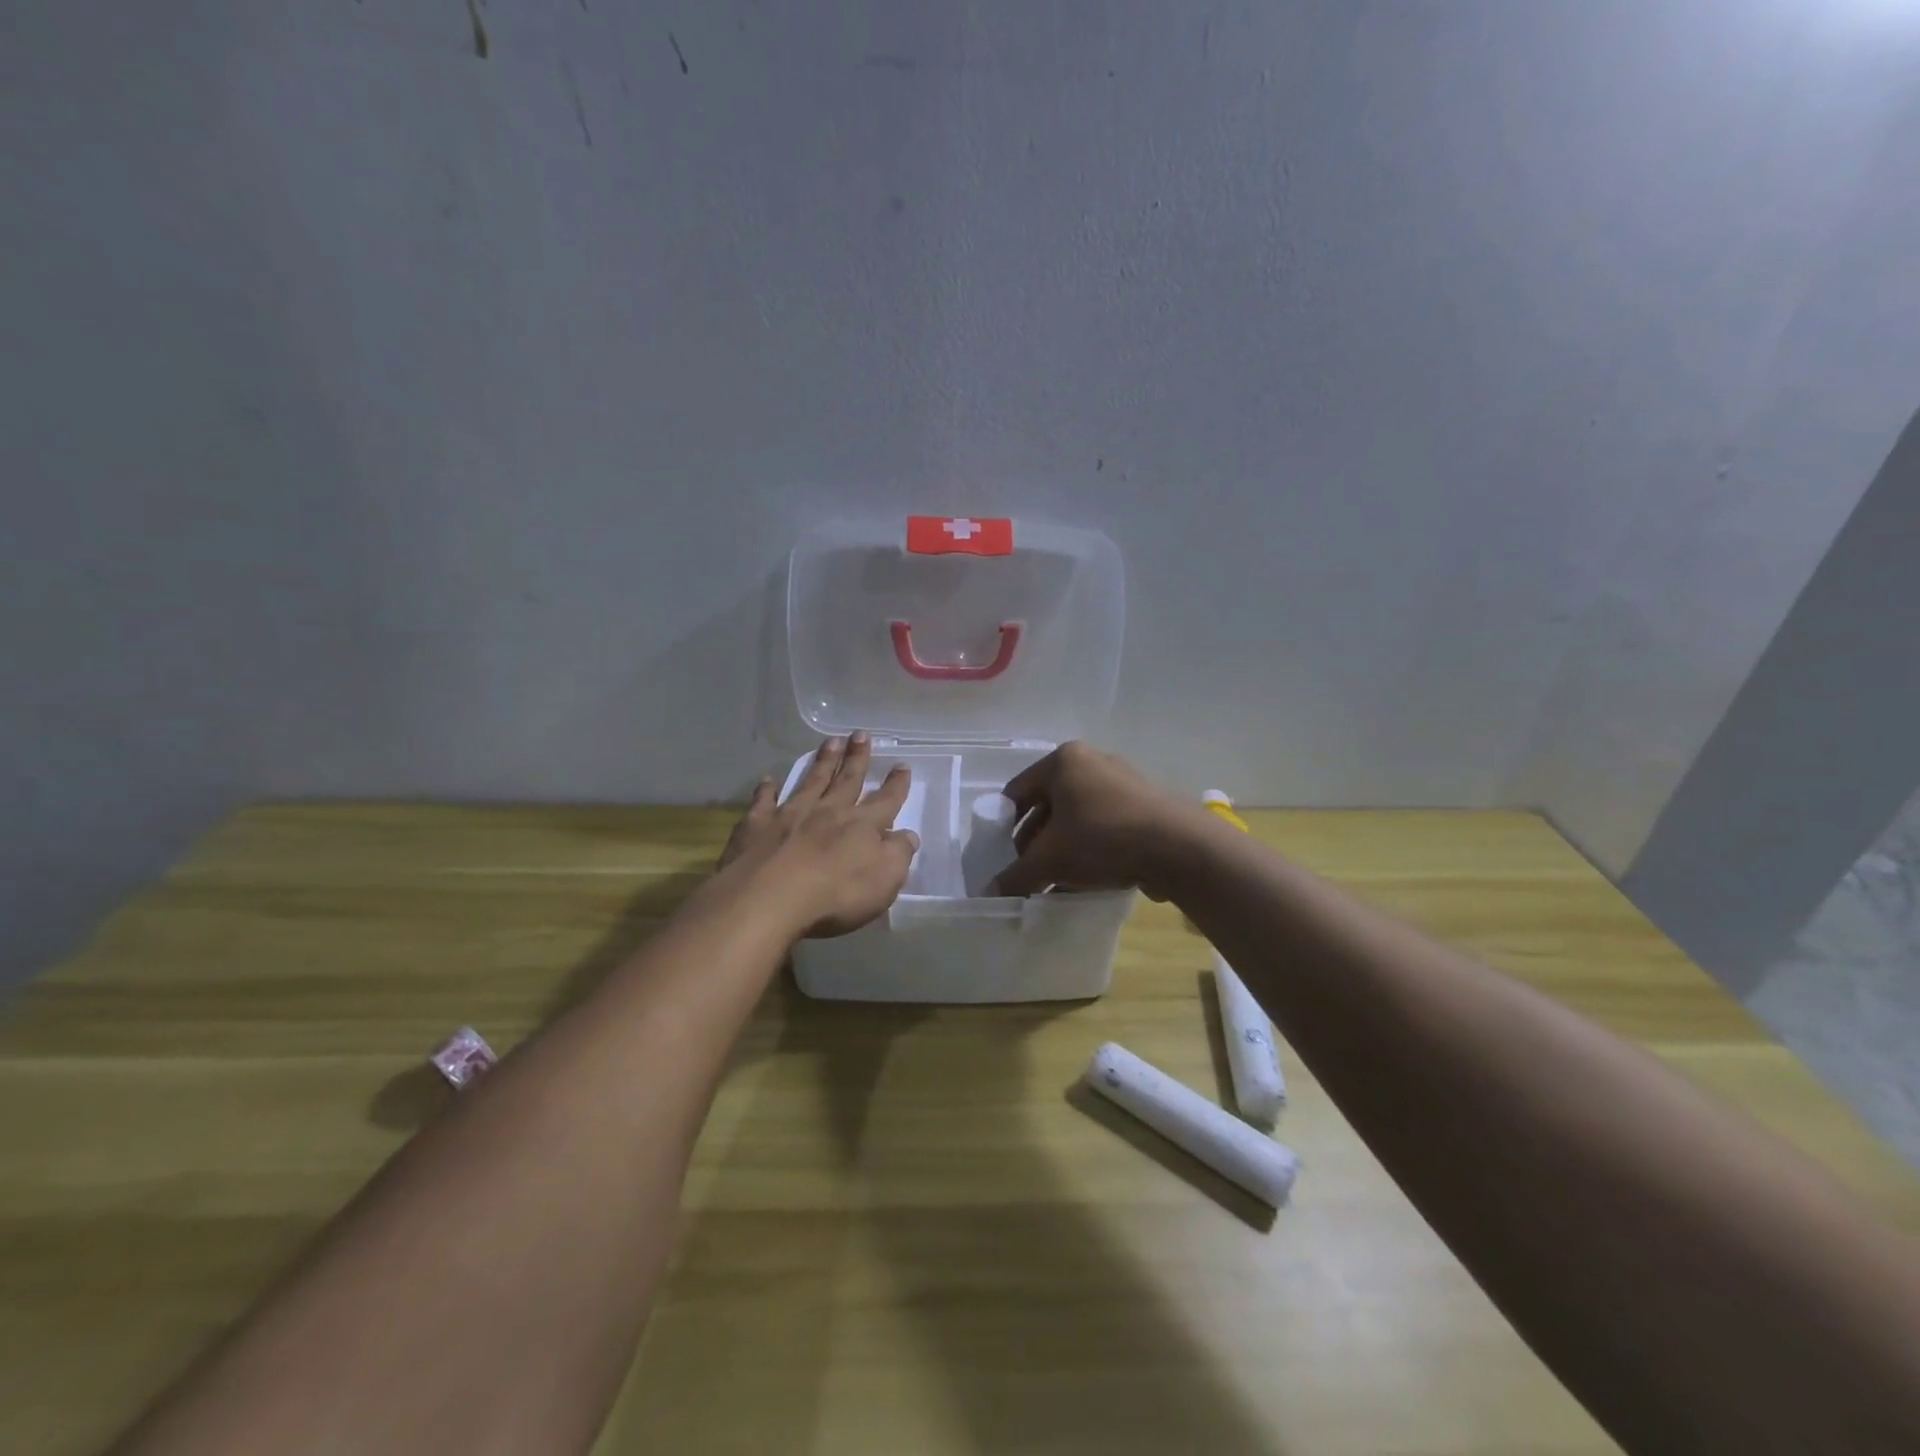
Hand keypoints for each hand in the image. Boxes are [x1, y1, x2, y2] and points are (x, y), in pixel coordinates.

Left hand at [720, 733, 919, 938]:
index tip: (901, 766)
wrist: (769, 899)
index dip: (896, 785)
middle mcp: (828, 812)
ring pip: (811, 782)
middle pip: (847, 780)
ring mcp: (790, 815)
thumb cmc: (836, 894)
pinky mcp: (756, 826)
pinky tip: (768, 780)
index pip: (885, 801)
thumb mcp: (885, 880)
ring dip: (822, 762)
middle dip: (857, 758)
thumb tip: (907, 836)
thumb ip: (898, 854)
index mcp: (861, 826)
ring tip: (831, 741)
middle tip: (861, 734)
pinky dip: (767, 789)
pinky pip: (763, 801)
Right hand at [990, 741, 1208, 900]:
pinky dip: (1089, 848)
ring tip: (1054, 880)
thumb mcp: (1051, 860)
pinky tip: (1086, 878)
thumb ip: (1016, 875)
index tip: (1001, 857)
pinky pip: (1103, 824)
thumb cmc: (1103, 838)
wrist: (1181, 847)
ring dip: (1061, 848)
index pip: (1016, 792)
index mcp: (1063, 761)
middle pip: (1047, 804)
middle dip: (1034, 841)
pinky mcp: (1144, 804)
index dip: (1002, 826)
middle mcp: (1091, 762)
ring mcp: (1121, 781)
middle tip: (1028, 872)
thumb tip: (991, 893)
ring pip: (1076, 817)